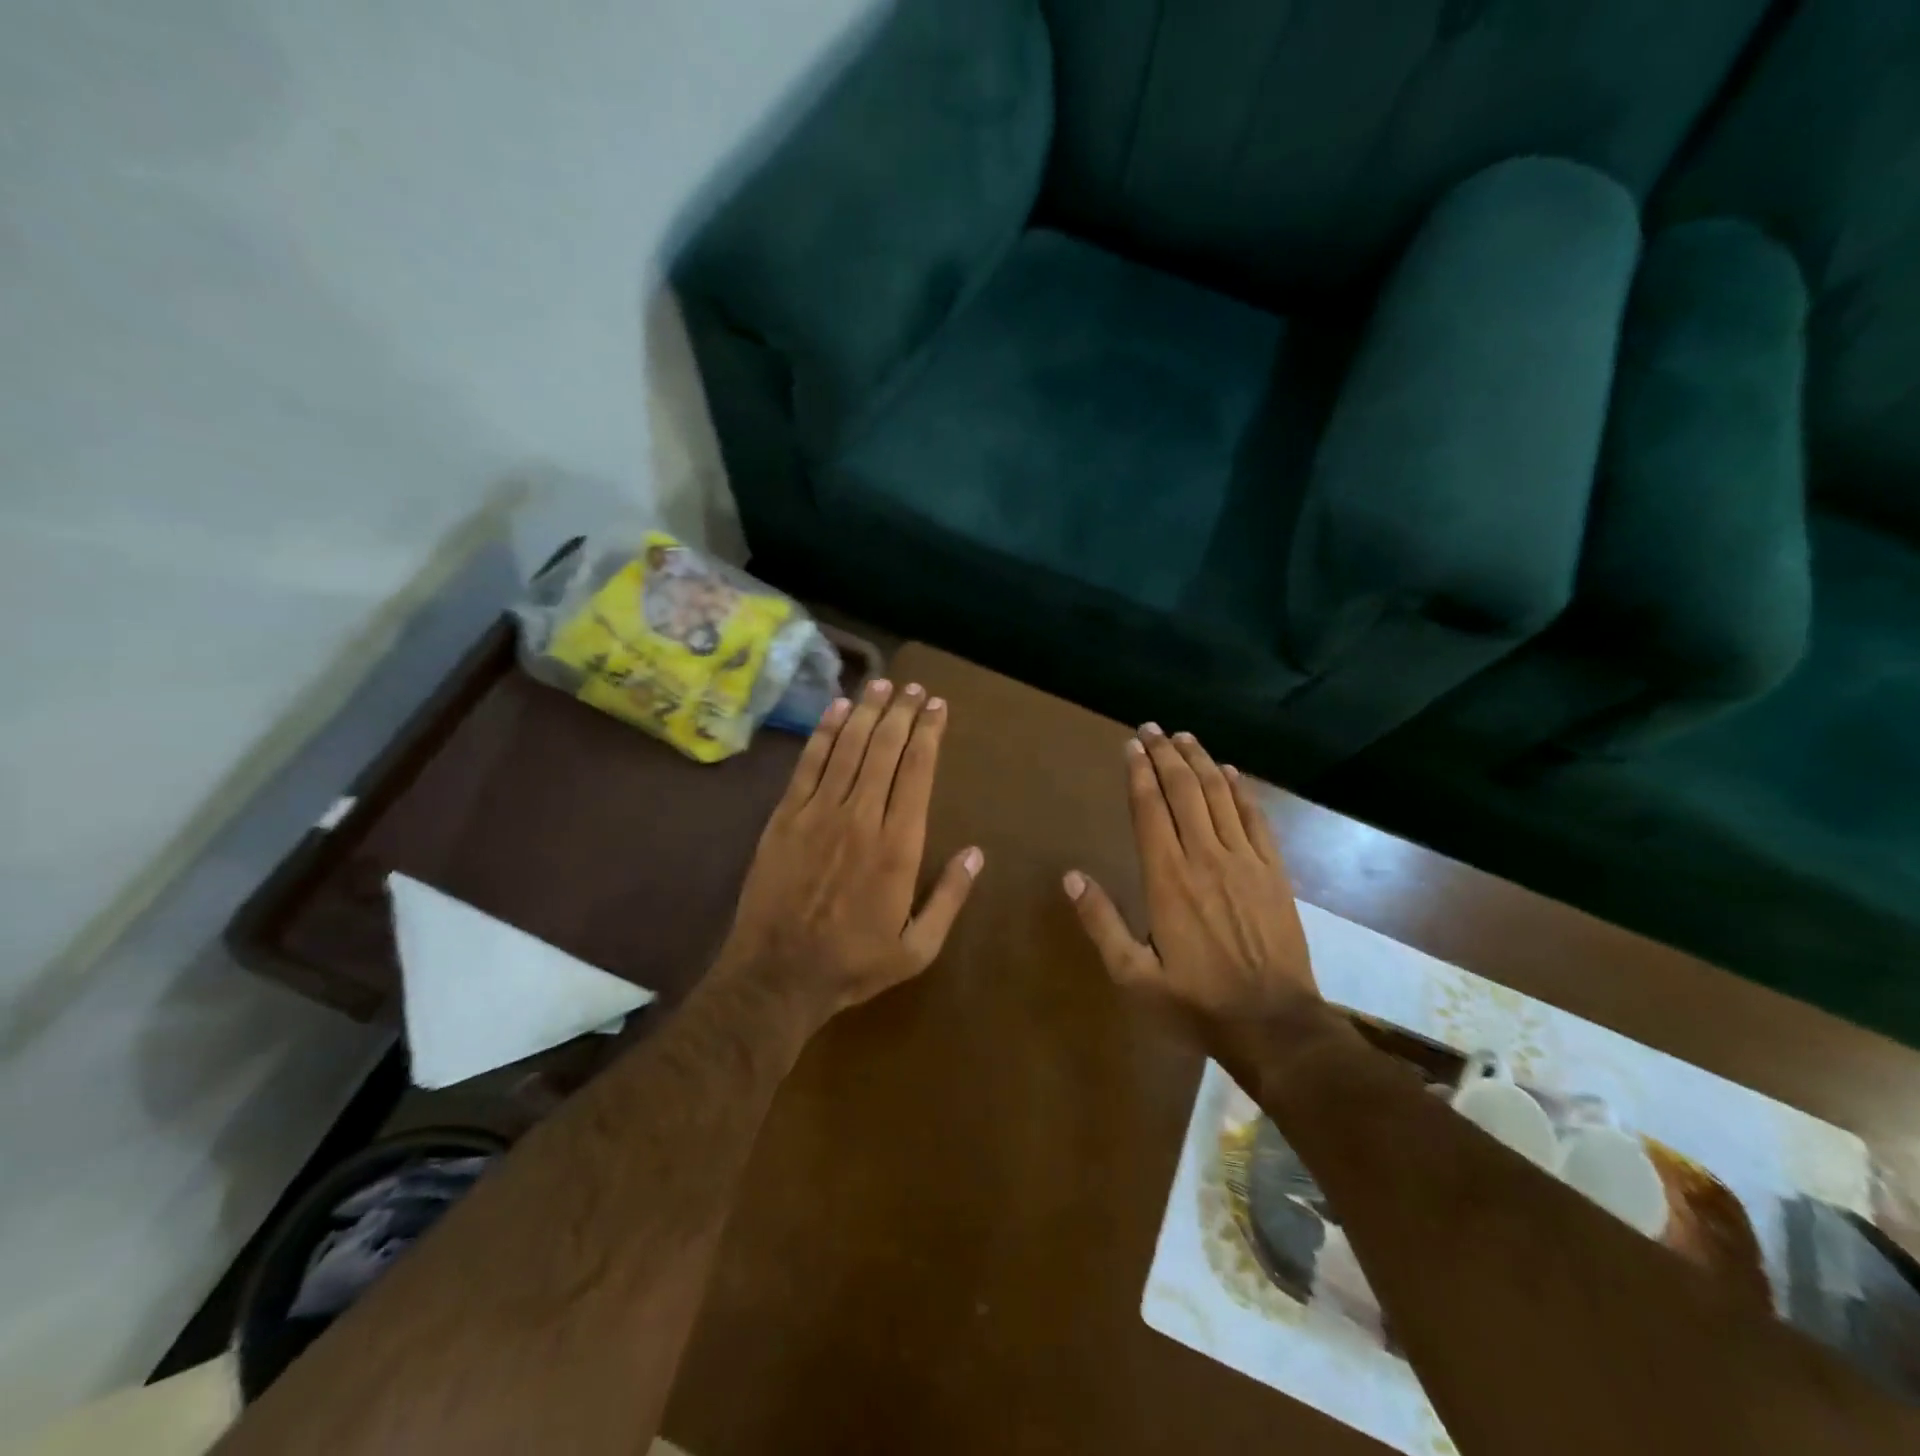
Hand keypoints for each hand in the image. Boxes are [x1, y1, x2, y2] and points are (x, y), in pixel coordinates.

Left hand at [717, 678, 982, 1027]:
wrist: (777, 975)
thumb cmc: (853, 963)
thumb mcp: (917, 948)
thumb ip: (950, 898)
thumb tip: (976, 853)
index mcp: (898, 845)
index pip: (917, 771)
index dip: (929, 733)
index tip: (938, 707)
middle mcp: (861, 816)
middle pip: (885, 748)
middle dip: (902, 712)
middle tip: (914, 688)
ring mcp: (819, 812)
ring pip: (849, 747)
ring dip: (868, 711)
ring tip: (882, 683)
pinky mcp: (786, 816)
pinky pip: (809, 763)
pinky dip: (825, 732)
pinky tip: (838, 708)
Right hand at [1063, 724, 1317, 1032]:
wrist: (1273, 1024)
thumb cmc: (1195, 1001)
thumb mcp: (1134, 975)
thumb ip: (1101, 922)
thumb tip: (1071, 876)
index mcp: (1167, 878)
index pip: (1150, 809)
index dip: (1139, 773)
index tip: (1131, 745)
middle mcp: (1205, 857)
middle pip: (1183, 791)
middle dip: (1165, 754)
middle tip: (1152, 728)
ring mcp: (1245, 861)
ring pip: (1219, 796)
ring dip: (1200, 762)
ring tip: (1184, 737)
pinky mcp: (1274, 872)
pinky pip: (1256, 818)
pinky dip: (1241, 790)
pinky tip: (1230, 772)